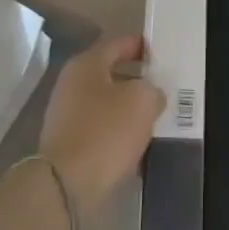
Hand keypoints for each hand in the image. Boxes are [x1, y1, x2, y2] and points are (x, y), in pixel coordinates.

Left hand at [39, 34, 164, 217]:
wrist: (65, 186)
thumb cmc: (105, 132)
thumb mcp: (142, 101)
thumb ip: (152, 90)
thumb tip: (151, 95)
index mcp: (87, 64)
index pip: (119, 43)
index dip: (142, 46)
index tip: (163, 55)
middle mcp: (72, 84)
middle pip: (111, 73)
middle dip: (137, 80)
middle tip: (163, 88)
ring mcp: (66, 115)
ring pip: (106, 103)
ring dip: (128, 109)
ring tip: (154, 118)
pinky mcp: (67, 144)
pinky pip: (100, 129)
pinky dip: (117, 133)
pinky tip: (136, 145)